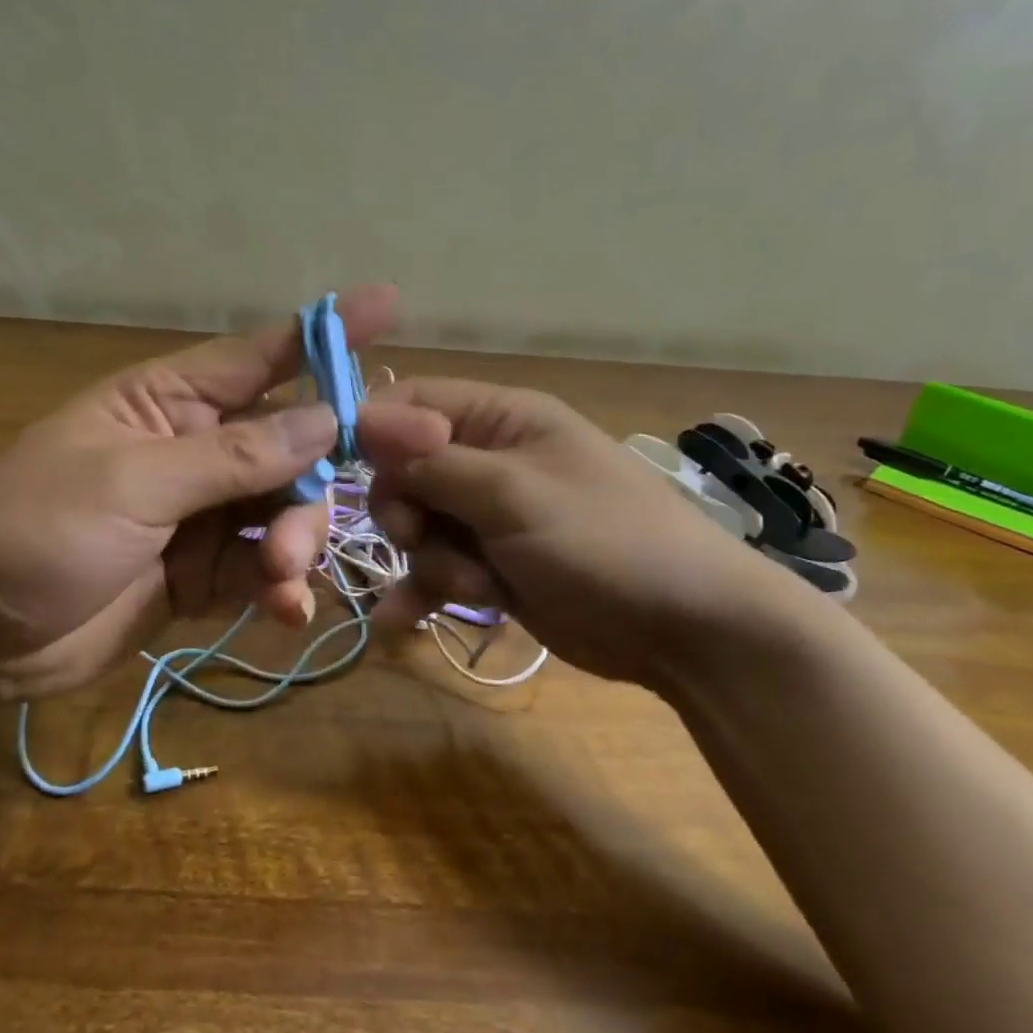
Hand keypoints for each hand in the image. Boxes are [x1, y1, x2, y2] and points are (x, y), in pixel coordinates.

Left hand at [0, 288, 447, 702]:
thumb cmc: (31, 531)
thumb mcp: (131, 484)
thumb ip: (232, 456)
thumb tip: (324, 421)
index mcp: (170, 401)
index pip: (262, 354)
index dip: (326, 332)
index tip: (389, 304)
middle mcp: (197, 448)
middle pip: (291, 447)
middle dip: (316, 481)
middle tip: (340, 516)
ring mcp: (203, 513)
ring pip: (286, 512)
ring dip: (295, 544)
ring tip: (280, 580)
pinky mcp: (203, 573)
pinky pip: (264, 570)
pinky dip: (281, 589)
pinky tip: (284, 612)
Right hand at [364, 379, 815, 687]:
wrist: (685, 628)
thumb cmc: (604, 540)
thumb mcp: (513, 494)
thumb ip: (433, 462)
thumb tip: (361, 420)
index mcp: (502, 418)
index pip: (412, 404)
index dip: (374, 433)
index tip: (347, 474)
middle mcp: (490, 459)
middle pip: (405, 471)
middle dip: (406, 513)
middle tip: (421, 539)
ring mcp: (491, 517)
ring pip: (419, 528)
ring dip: (432, 563)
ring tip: (477, 591)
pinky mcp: (494, 567)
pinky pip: (438, 571)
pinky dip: (421, 593)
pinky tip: (398, 625)